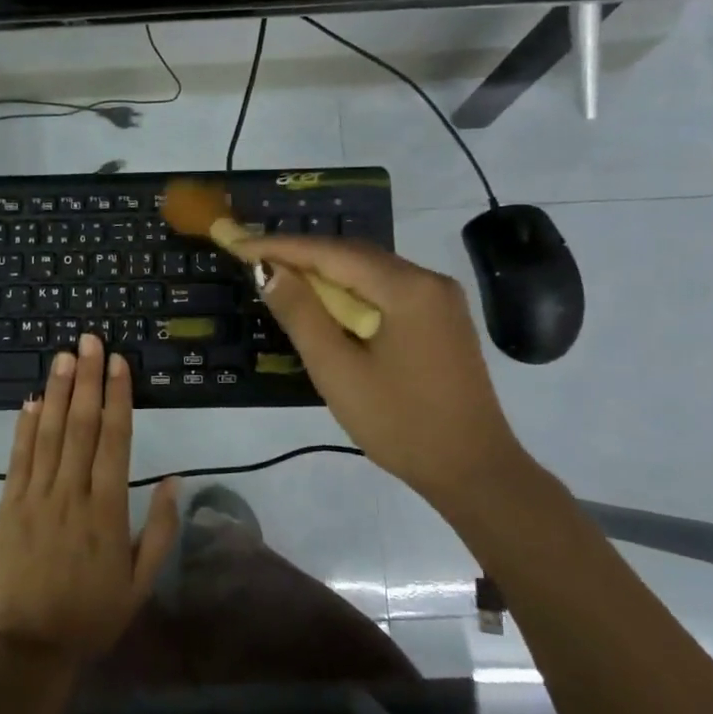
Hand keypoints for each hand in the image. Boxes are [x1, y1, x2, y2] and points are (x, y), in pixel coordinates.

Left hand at [0, 333, 178, 674]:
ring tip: (63, 357)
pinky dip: (24, 428)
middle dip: (86, 379)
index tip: (118, 363)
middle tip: (89, 341)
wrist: (30, 647)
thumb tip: (173, 480)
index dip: (117, 397)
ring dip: (56, 392)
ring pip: (47, 434)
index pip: (114, 439)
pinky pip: (17, 459)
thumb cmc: (92, 615)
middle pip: (80, 426)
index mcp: (107, 510)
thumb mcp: (141, 583)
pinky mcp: (8, 506)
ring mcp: (35, 498)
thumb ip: (159, 530)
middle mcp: (71, 494)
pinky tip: (30, 400)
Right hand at [238, 234, 533, 514]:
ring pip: (370, 272)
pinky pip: (386, 291)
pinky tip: (325, 304)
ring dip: (324, 273)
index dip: (281, 247)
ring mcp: (440, 300)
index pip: (332, 253)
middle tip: (254, 259)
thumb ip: (301, 314)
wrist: (473, 470)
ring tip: (280, 278)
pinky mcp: (441, 320)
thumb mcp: (338, 370)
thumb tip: (269, 271)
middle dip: (302, 255)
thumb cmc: (399, 423)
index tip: (239, 243)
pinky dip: (350, 292)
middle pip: (354, 255)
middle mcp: (429, 281)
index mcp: (407, 288)